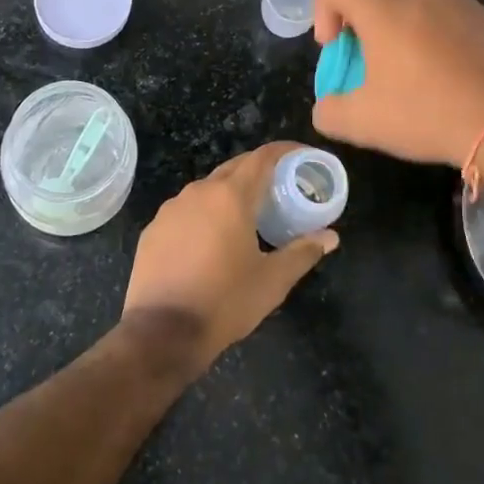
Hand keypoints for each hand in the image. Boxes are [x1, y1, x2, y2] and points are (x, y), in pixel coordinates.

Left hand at [122, 142, 337, 372]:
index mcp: (230, 196)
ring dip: (230, 194)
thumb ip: (303, 252)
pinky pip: (186, 210)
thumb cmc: (225, 302)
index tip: (303, 156)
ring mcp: (171, 208)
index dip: (285, 151)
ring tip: (247, 216)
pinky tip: (211, 241)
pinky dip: (204, 215)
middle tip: (280, 188)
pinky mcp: (153, 228)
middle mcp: (199, 191)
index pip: (262, 157)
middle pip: (235, 168)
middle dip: (259, 171)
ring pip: (208, 188)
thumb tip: (330, 237)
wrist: (162, 333)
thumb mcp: (272, 281)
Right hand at [312, 0, 483, 166]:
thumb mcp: (364, 123)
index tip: (336, 46)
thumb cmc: (428, 113)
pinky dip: (433, 33)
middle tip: (367, 60)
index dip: (323, 7)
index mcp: (382, 7)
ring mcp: (457, 0)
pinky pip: (445, 13)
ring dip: (397, 24)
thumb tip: (326, 106)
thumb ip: (329, 111)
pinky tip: (447, 73)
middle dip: (359, 18)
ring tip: (409, 68)